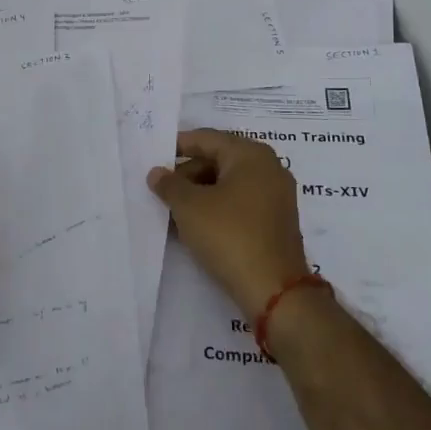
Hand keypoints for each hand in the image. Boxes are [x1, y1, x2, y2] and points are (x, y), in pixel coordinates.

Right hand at [147, 129, 310, 318]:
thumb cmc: (229, 235)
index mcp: (251, 155)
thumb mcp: (189, 207)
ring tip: (173, 212)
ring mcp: (276, 196)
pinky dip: (217, 209)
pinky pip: (240, 204)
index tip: (153, 157)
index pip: (207, 139)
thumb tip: (157, 173)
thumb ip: (169, 185)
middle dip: (187, 174)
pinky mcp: (276, 222)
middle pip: (219, 160)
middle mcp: (269, 168)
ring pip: (228, 184)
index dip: (177, 146)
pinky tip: (195, 226)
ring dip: (200, 194)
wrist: (273, 290)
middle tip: (160, 191)